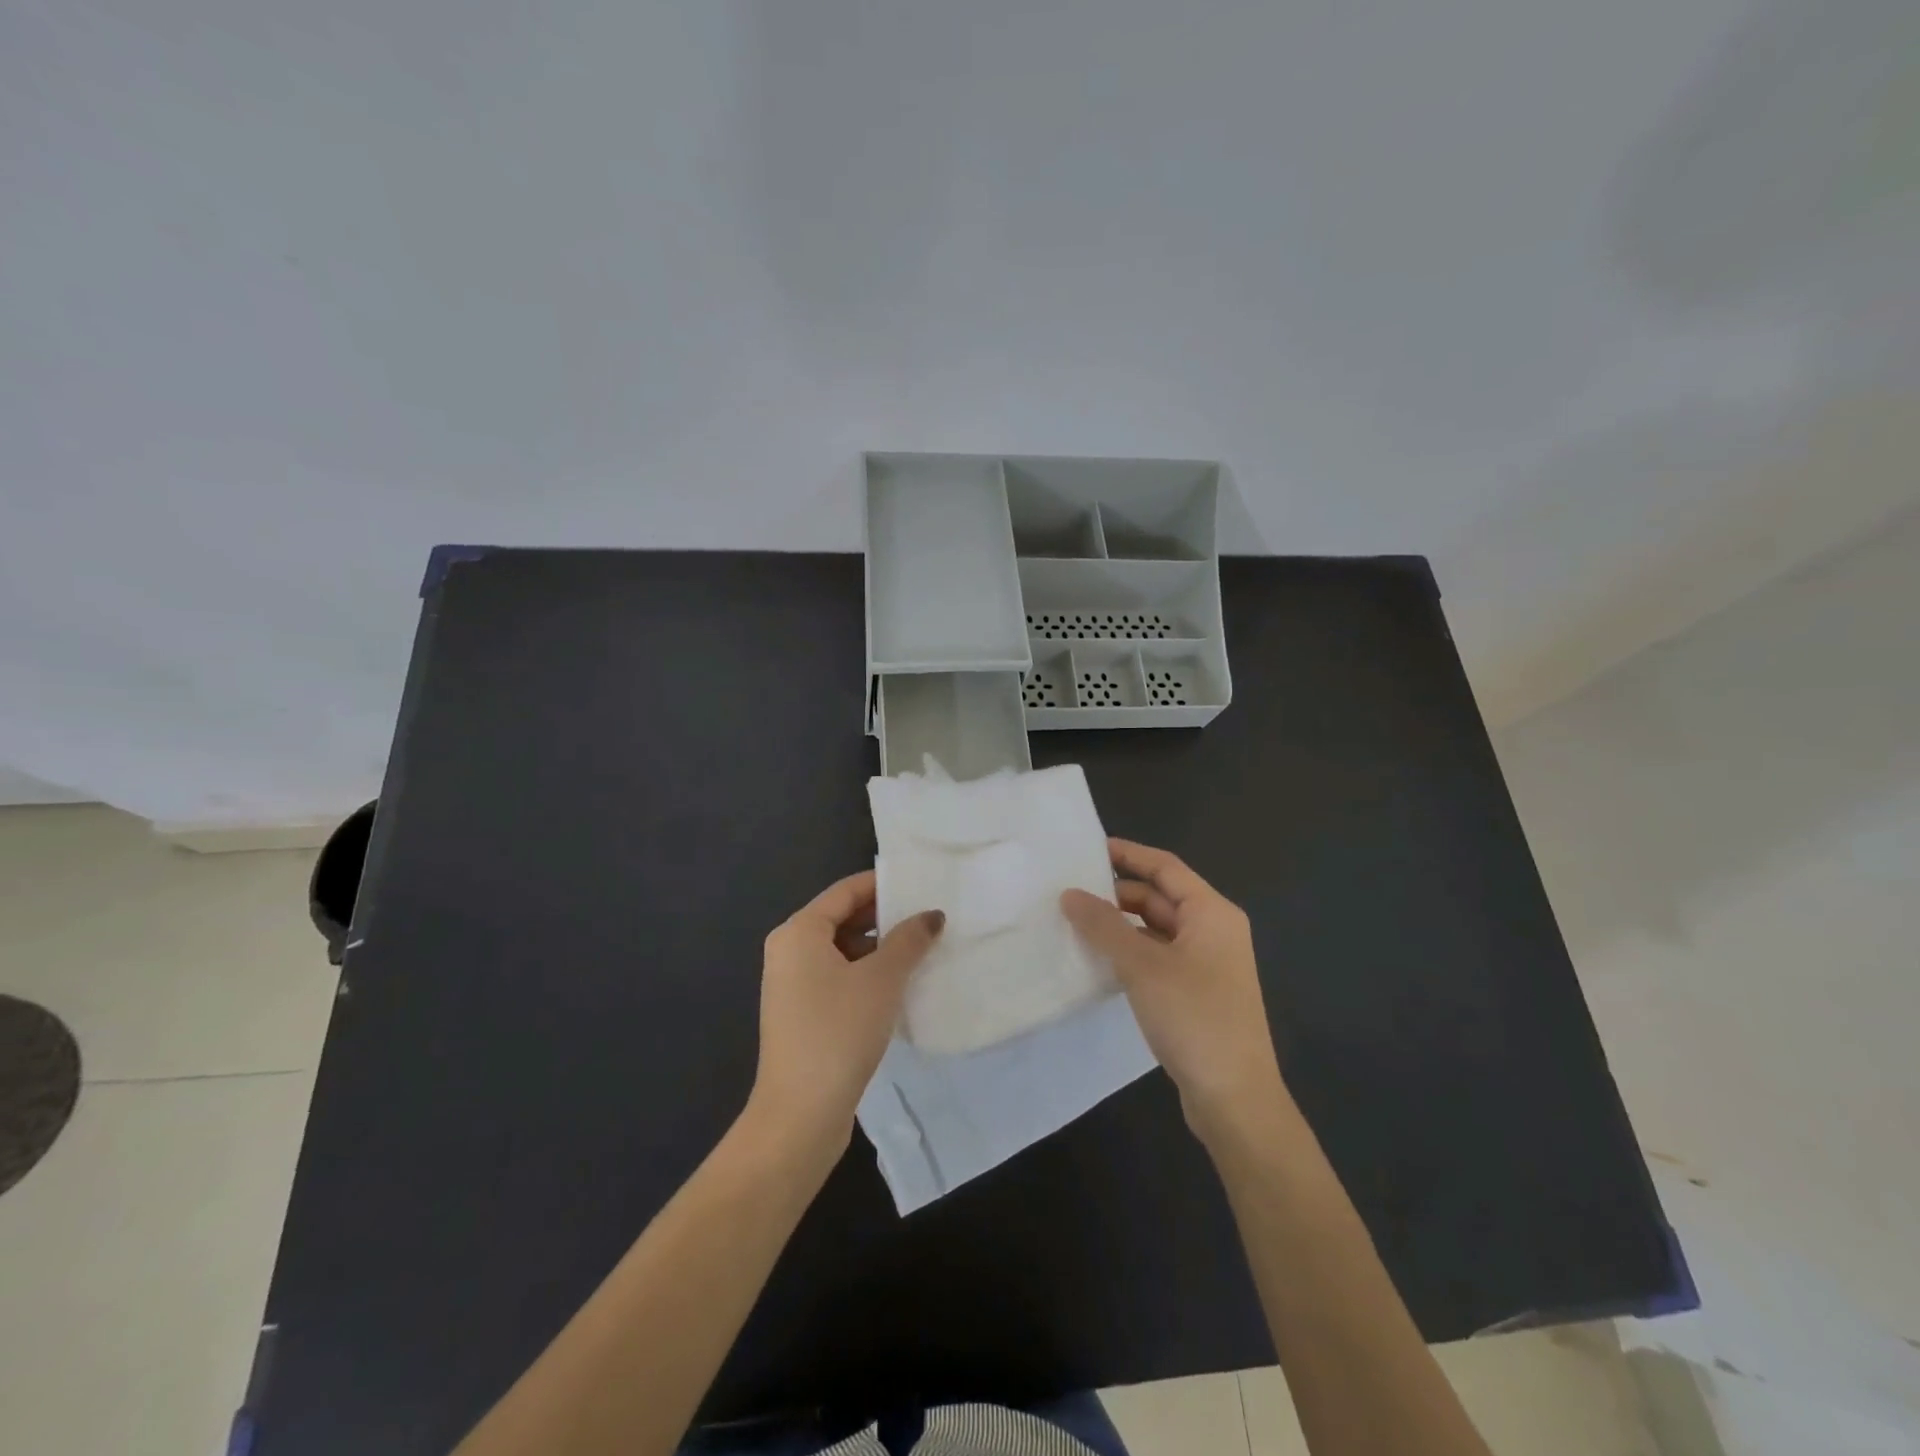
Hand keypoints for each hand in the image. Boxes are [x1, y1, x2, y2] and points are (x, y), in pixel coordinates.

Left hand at [746, 871, 943, 1157]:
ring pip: (842, 950)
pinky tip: (899, 987)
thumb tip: (932, 915)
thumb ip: (909, 940)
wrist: (799, 1114)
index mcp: (799, 931)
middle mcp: (789, 951)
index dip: (884, 885)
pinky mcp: (801, 1014)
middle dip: (884, 918)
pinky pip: (837, 977)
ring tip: (922, 951)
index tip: (921, 885)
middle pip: (842, 918)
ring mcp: (792, 985)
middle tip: (928, 918)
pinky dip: (866, 975)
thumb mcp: (882, 979)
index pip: (846, 891)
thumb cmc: (839, 1031)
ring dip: (878, 949)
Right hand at [1061, 839, 1288, 1141]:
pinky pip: (1158, 956)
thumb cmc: (1194, 1017)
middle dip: (1118, 893)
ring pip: (1157, 929)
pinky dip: (1130, 952)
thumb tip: (1070, 894)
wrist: (1234, 1098)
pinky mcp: (1196, 992)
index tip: (1088, 850)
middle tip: (1071, 891)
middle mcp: (1214, 930)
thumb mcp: (1142, 965)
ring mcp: (1207, 964)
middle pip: (1160, 897)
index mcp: (1212, 913)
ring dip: (1121, 925)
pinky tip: (1099, 961)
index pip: (1165, 867)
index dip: (1128, 854)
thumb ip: (1104, 926)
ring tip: (1076, 923)